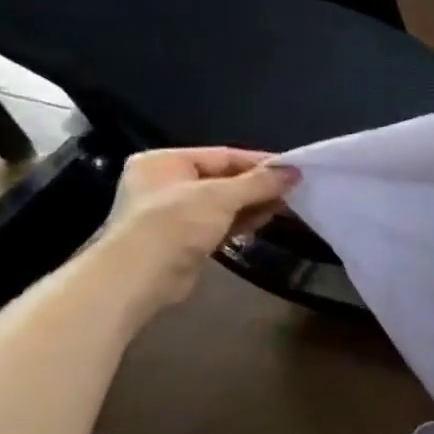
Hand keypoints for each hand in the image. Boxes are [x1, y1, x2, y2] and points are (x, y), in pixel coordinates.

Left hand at [91, 148, 298, 314]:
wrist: (138, 278)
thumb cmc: (174, 224)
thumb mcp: (221, 196)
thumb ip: (259, 182)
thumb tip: (294, 171)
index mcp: (165, 162)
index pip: (222, 155)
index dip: (259, 162)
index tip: (293, 169)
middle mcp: (166, 184)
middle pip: (223, 179)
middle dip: (258, 186)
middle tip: (293, 189)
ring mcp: (173, 214)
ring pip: (223, 204)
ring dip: (253, 204)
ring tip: (286, 205)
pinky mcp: (184, 240)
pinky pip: (220, 224)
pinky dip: (242, 222)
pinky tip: (265, 221)